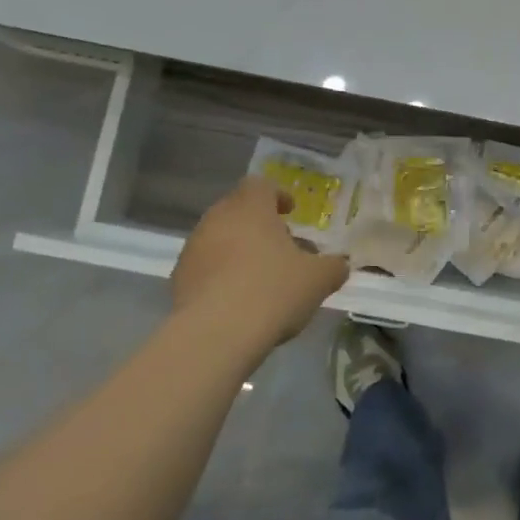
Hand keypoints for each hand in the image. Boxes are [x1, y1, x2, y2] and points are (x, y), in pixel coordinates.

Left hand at [168, 177, 350, 356]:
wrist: (216, 334)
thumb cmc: (273, 291)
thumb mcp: (318, 280)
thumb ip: (333, 267)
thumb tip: (340, 264)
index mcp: (251, 208)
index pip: (260, 185)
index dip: (277, 195)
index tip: (291, 212)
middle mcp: (217, 219)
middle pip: (237, 209)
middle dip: (258, 223)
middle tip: (280, 245)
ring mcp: (193, 248)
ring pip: (219, 237)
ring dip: (238, 248)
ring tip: (259, 276)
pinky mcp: (178, 278)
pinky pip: (205, 265)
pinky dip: (220, 273)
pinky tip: (237, 298)